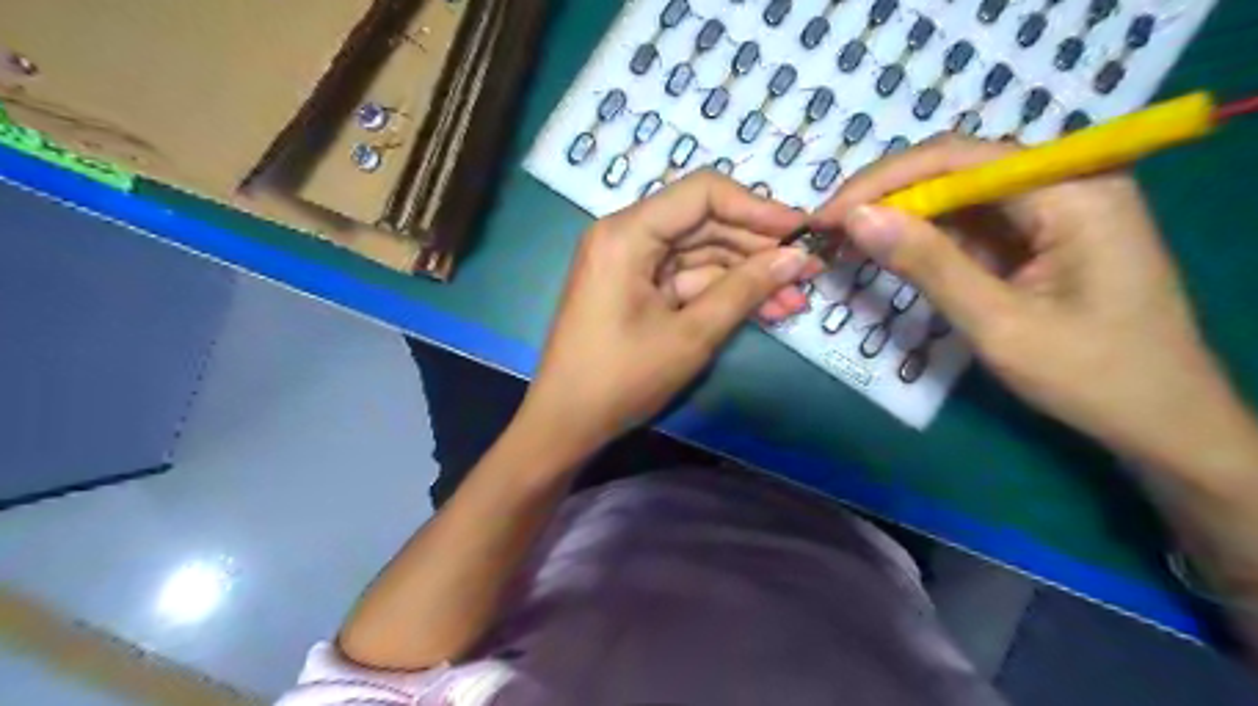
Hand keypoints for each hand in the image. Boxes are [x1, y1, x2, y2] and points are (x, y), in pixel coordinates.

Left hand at [519, 174, 816, 455]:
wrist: (567, 423)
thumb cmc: (622, 378)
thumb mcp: (691, 334)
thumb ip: (745, 290)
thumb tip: (797, 257)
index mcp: (627, 233)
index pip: (703, 194)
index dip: (757, 208)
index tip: (801, 231)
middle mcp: (626, 235)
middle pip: (704, 223)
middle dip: (757, 249)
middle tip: (808, 269)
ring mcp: (631, 262)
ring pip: (701, 255)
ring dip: (746, 276)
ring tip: (795, 298)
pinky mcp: (637, 287)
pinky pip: (687, 279)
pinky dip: (722, 293)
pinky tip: (765, 308)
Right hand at [811, 134, 1251, 471]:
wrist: (1159, 421)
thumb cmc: (1090, 375)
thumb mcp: (998, 322)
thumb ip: (927, 264)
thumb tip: (856, 219)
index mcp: (1072, 189)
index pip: (957, 159)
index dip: (882, 182)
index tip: (827, 215)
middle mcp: (1064, 181)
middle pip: (955, 169)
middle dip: (887, 198)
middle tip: (829, 230)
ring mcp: (1053, 207)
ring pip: (956, 197)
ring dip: (901, 219)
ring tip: (846, 241)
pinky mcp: (1039, 235)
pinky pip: (970, 225)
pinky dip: (925, 240)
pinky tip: (889, 252)